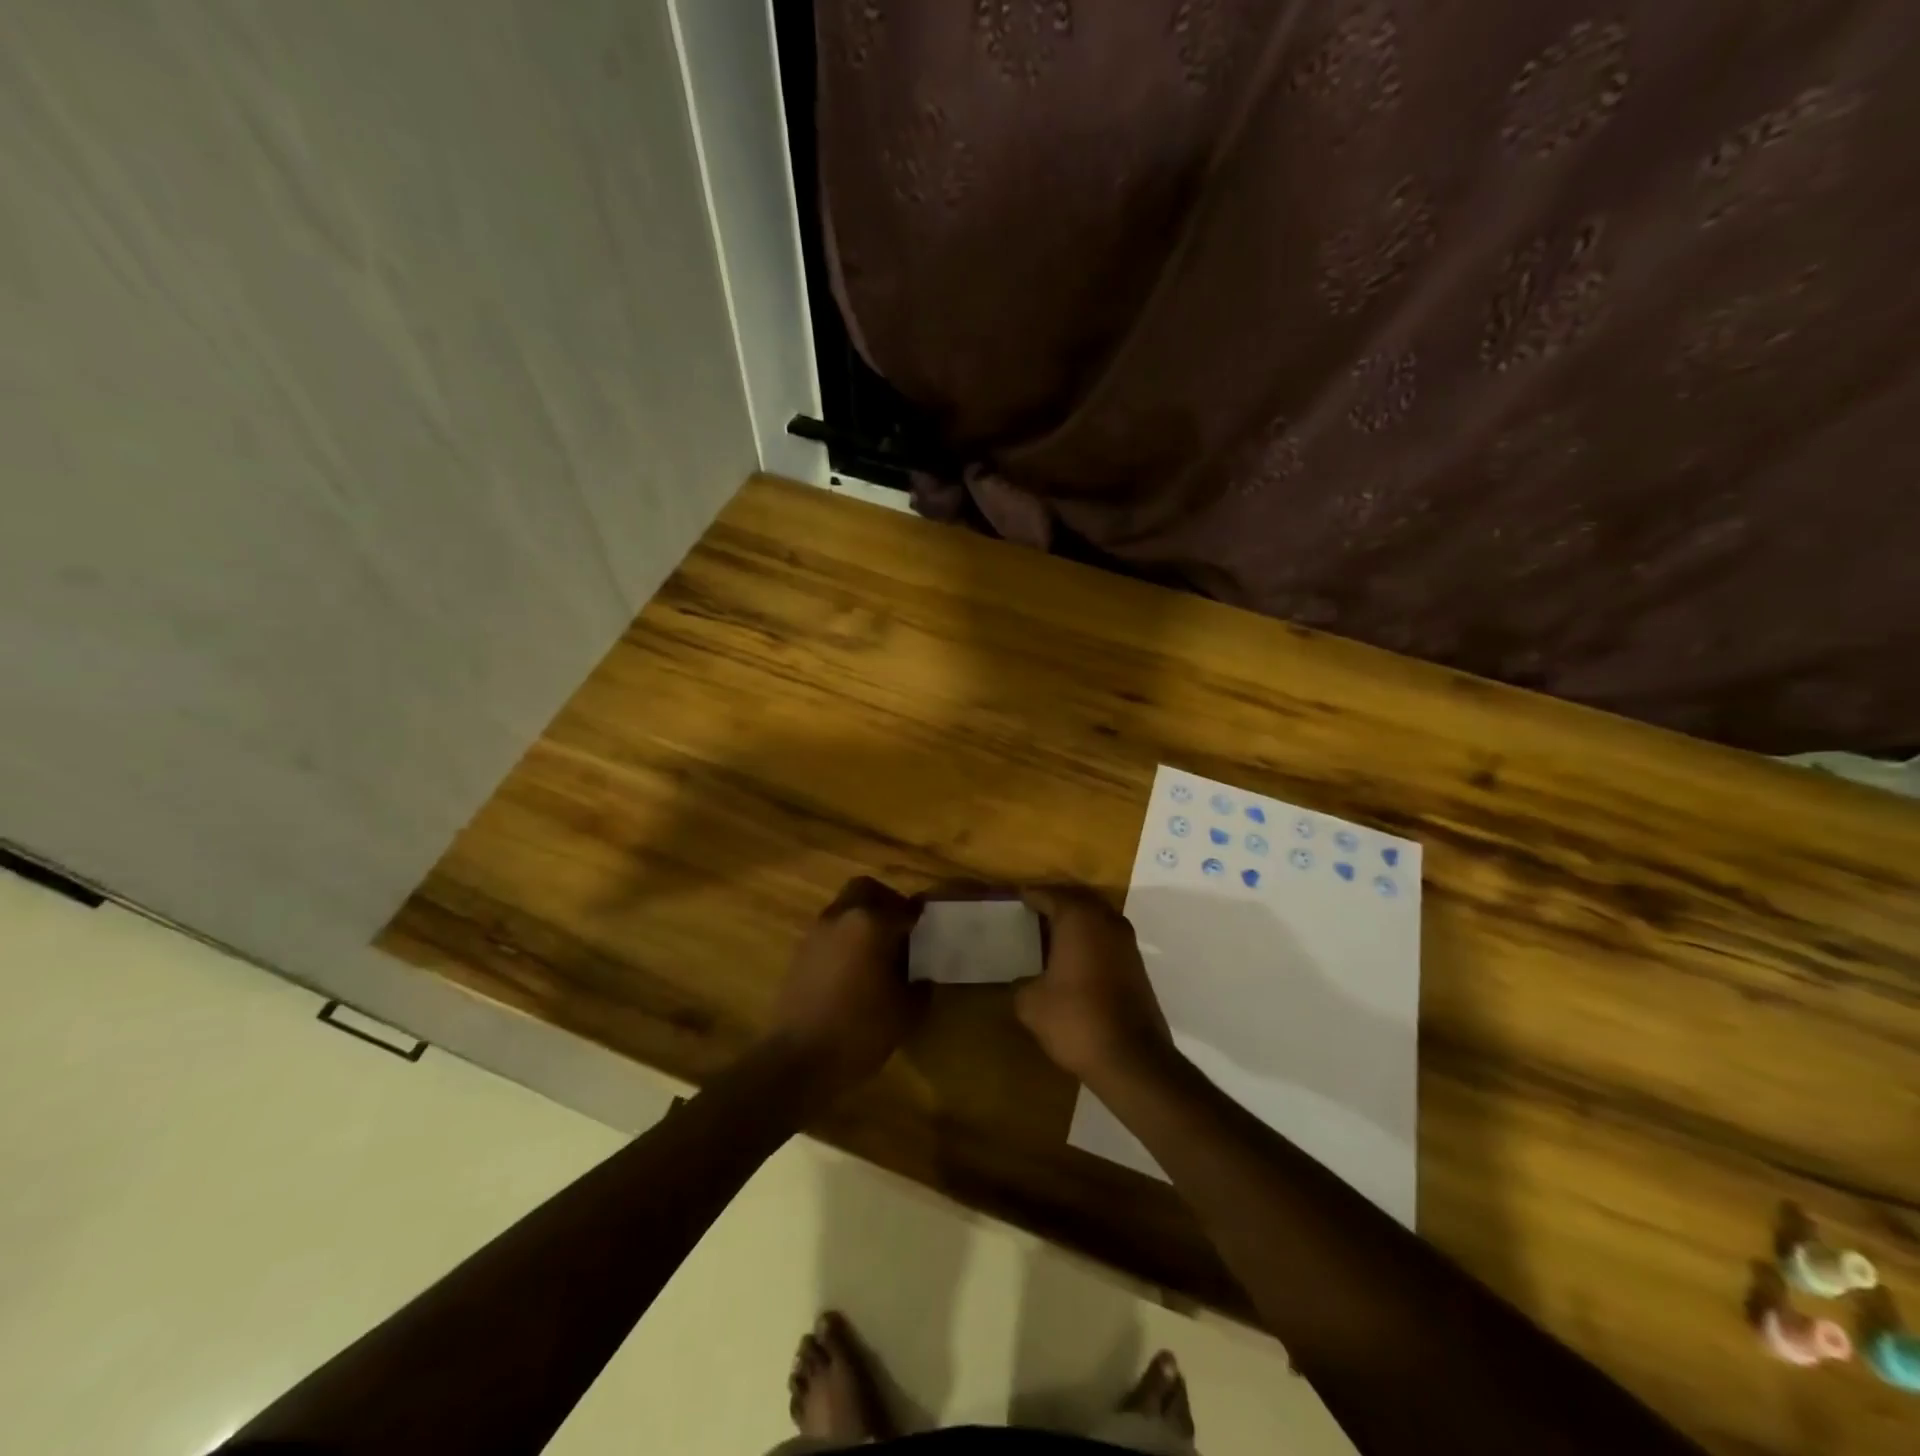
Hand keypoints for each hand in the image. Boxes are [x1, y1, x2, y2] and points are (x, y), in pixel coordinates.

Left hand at [767, 877, 924, 1095]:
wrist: (798, 1060)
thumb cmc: (860, 1030)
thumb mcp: (906, 1012)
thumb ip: (920, 985)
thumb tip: (922, 975)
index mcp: (871, 923)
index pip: (905, 908)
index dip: (921, 918)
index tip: (931, 930)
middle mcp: (841, 917)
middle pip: (866, 890)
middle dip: (887, 902)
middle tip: (902, 929)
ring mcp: (816, 934)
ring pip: (844, 909)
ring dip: (862, 920)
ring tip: (879, 953)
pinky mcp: (800, 954)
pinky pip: (830, 933)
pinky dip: (845, 940)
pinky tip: (856, 970)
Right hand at [1015, 885, 1175, 1086]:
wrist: (1132, 1057)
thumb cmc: (1076, 1019)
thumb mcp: (1031, 1005)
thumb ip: (1021, 985)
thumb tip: (1023, 983)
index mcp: (1077, 919)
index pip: (1049, 895)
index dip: (1031, 896)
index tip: (1017, 898)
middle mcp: (1105, 920)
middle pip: (1077, 899)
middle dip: (1056, 902)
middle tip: (1034, 910)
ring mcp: (1126, 942)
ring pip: (1097, 917)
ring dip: (1077, 921)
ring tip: (1052, 933)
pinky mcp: (1137, 964)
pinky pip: (1108, 938)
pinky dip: (1091, 940)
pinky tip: (1075, 958)